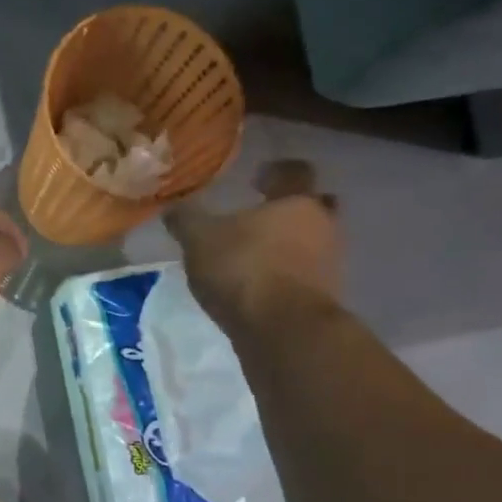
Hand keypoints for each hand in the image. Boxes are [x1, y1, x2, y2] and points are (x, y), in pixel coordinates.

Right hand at [165, 160, 341, 324]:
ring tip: (254, 258)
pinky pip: (304, 277)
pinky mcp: (324, 298)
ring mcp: (329, 264)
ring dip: (288, 247)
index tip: (259, 177)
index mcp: (297, 201)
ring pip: (311, 244)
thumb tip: (172, 206)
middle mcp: (323, 225)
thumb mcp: (199, 240)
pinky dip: (286, 277)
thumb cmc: (244, 269)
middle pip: (312, 208)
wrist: (283, 330)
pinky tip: (259, 288)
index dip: (277, 171)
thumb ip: (186, 220)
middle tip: (261, 219)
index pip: (295, 172)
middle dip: (289, 211)